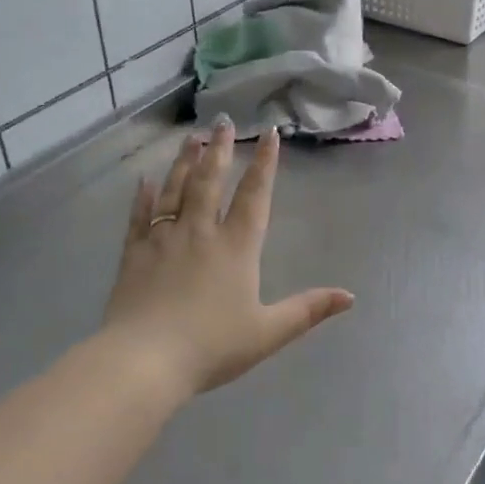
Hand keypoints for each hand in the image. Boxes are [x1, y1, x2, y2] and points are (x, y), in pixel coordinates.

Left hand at [102, 118, 354, 395]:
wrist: (143, 362)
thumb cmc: (211, 346)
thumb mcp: (268, 332)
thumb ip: (308, 310)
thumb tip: (350, 296)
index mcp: (237, 247)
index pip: (255, 195)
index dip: (264, 163)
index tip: (269, 133)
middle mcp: (201, 232)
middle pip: (211, 181)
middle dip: (220, 149)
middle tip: (223, 122)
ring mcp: (163, 239)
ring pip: (176, 190)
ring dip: (185, 162)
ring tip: (192, 137)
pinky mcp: (134, 254)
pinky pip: (140, 217)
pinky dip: (143, 197)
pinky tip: (144, 180)